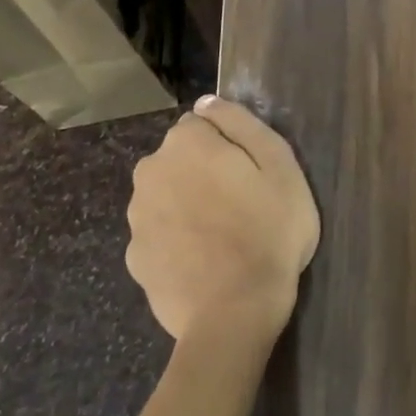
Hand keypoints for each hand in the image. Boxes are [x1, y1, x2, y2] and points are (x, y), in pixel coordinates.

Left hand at [126, 96, 320, 344]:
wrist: (234, 313)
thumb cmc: (268, 230)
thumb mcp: (280, 164)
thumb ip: (241, 123)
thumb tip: (207, 102)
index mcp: (185, 143)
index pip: (204, 124)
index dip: (231, 146)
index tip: (252, 173)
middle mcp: (150, 172)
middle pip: (182, 158)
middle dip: (205, 171)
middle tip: (243, 204)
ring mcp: (137, 218)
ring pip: (168, 195)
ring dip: (190, 204)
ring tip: (226, 236)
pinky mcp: (135, 258)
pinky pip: (161, 234)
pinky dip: (178, 240)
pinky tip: (205, 261)